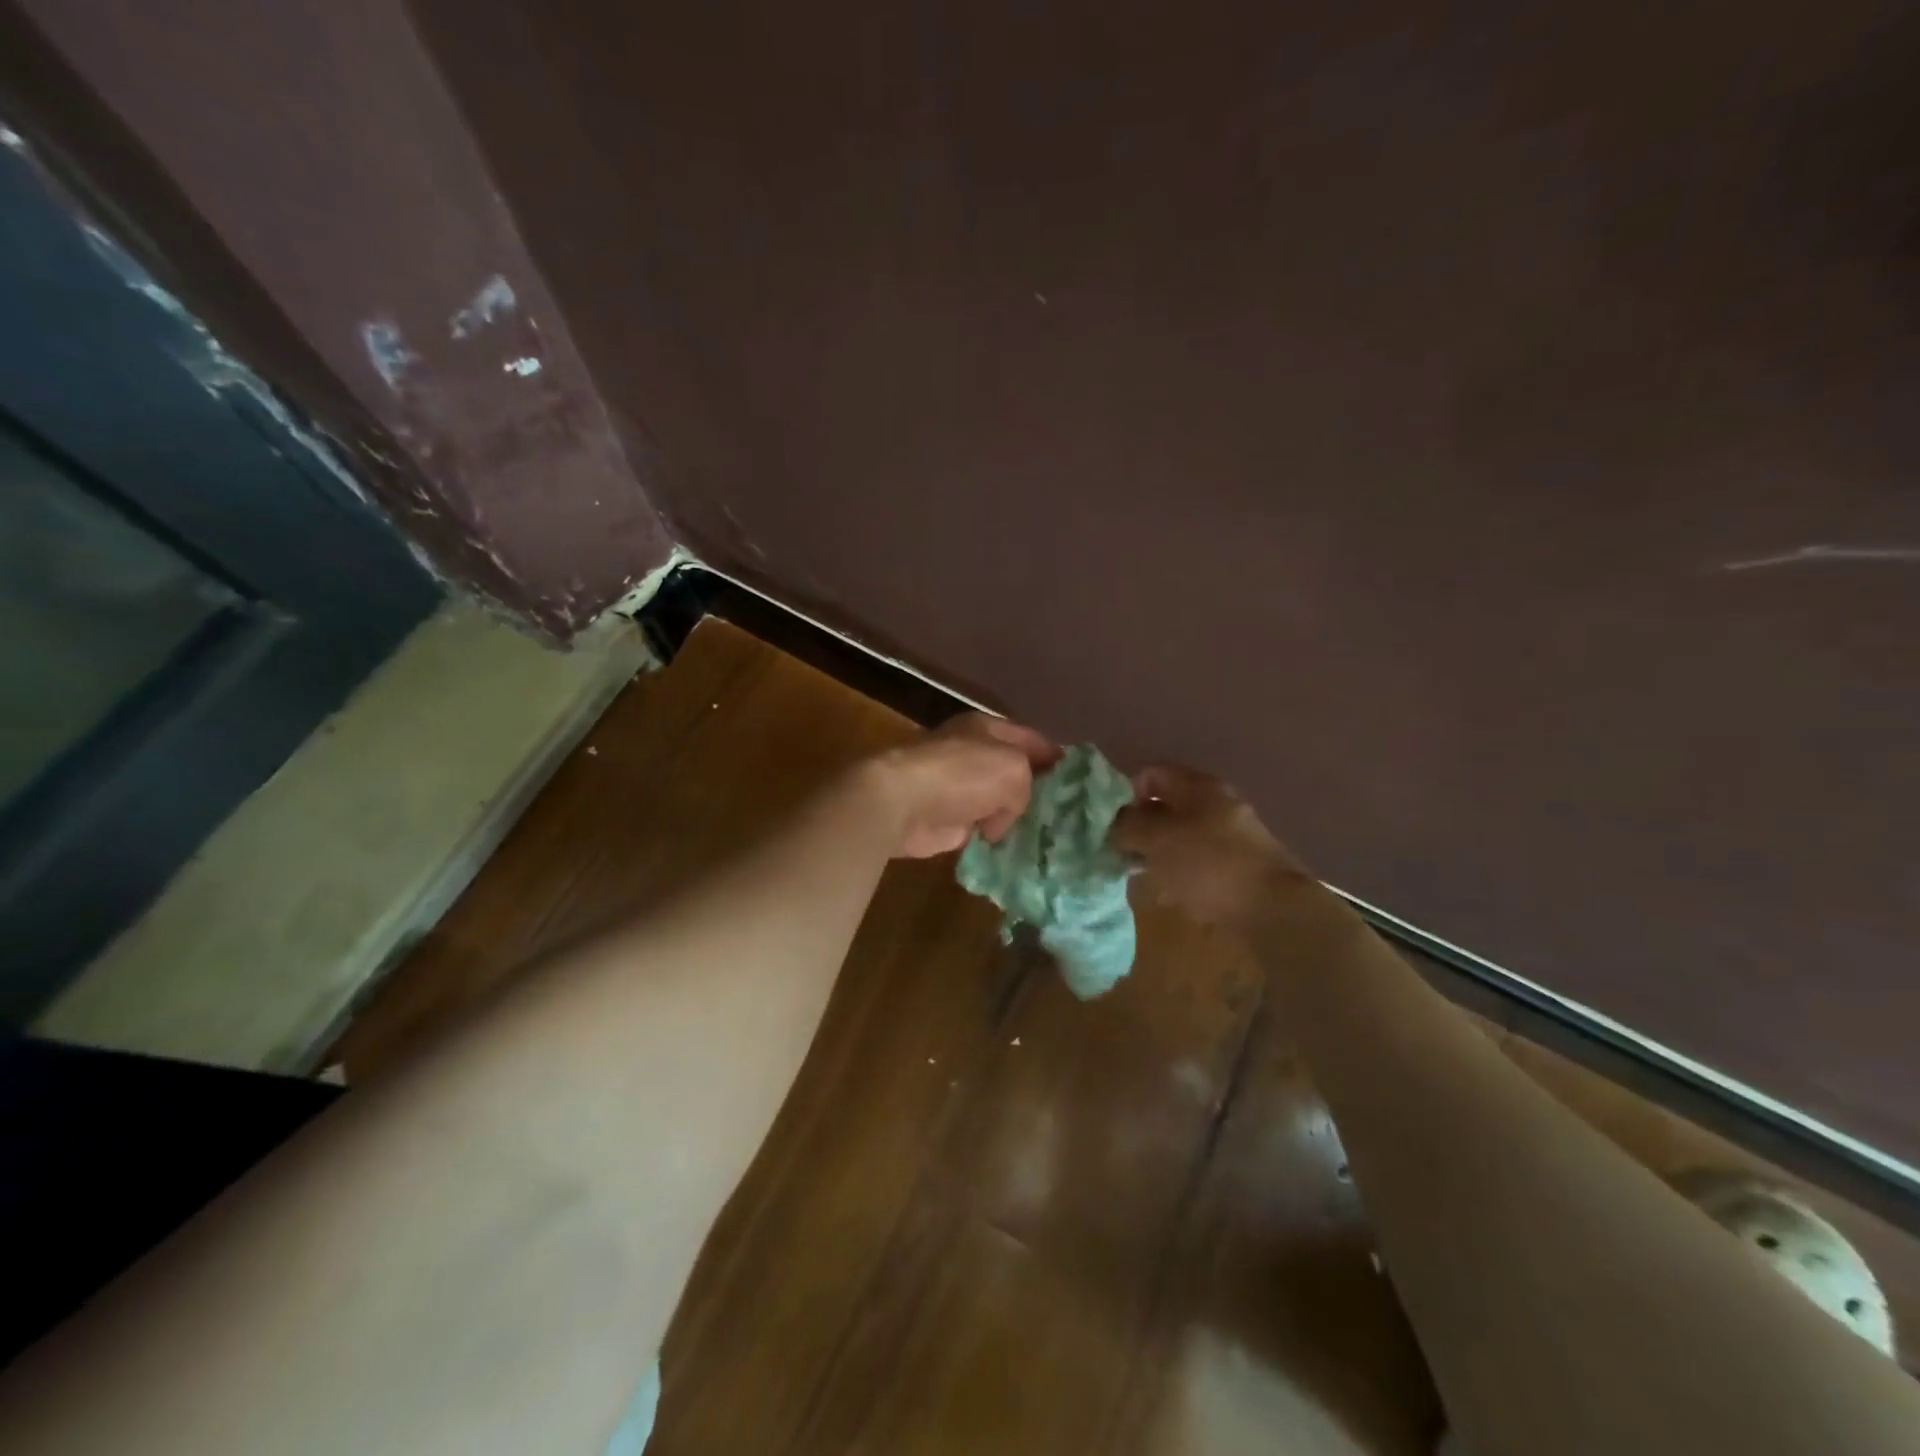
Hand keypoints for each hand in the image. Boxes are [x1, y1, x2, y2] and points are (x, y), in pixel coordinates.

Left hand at [870, 713, 1059, 858]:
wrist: (903, 802)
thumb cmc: (961, 774)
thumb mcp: (1013, 768)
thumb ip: (1027, 785)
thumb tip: (1004, 816)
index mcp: (988, 730)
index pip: (1032, 739)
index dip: (1057, 758)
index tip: (1082, 782)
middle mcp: (974, 755)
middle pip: (1016, 773)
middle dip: (1038, 793)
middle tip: (1069, 817)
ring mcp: (960, 790)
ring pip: (1000, 805)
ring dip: (1016, 821)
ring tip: (1049, 840)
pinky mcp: (948, 822)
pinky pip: (982, 831)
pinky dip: (995, 841)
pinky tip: (1018, 853)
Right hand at [1110, 765, 1312, 928]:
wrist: (1273, 909)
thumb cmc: (1208, 864)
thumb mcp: (1158, 840)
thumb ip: (1129, 826)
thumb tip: (1115, 824)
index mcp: (1199, 787)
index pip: (1153, 774)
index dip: (1127, 792)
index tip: (1113, 821)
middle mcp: (1218, 805)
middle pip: (1168, 806)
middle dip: (1141, 827)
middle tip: (1122, 851)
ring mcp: (1233, 837)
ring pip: (1183, 837)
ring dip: (1159, 853)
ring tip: (1142, 877)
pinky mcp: (1241, 867)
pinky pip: (1200, 863)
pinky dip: (1181, 873)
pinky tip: (1171, 895)